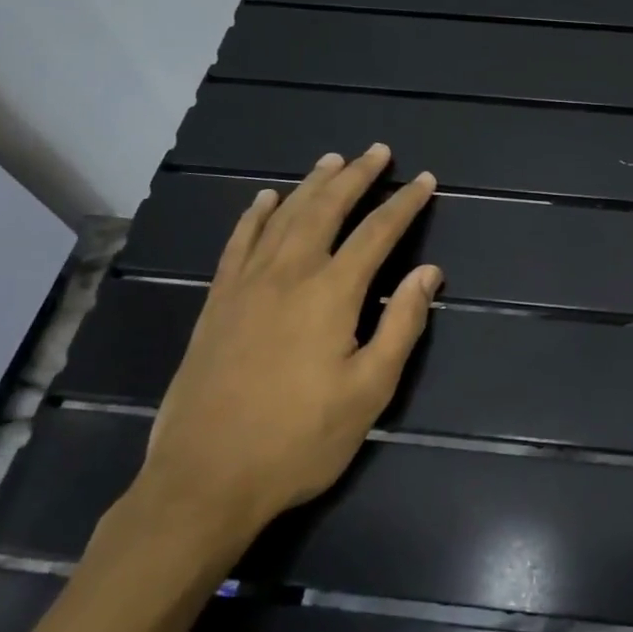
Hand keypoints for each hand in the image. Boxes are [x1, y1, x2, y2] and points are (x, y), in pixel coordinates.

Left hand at [126, 145, 441, 554]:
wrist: (203, 480)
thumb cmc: (298, 440)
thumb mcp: (368, 391)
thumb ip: (401, 325)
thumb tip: (429, 272)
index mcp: (331, 293)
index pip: (377, 232)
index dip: (404, 203)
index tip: (423, 180)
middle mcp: (289, 274)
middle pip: (327, 209)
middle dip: (357, 176)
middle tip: (378, 151)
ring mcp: (247, 285)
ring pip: (284, 217)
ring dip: (312, 185)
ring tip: (332, 160)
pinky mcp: (218, 303)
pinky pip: (238, 243)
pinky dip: (255, 216)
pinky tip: (265, 199)